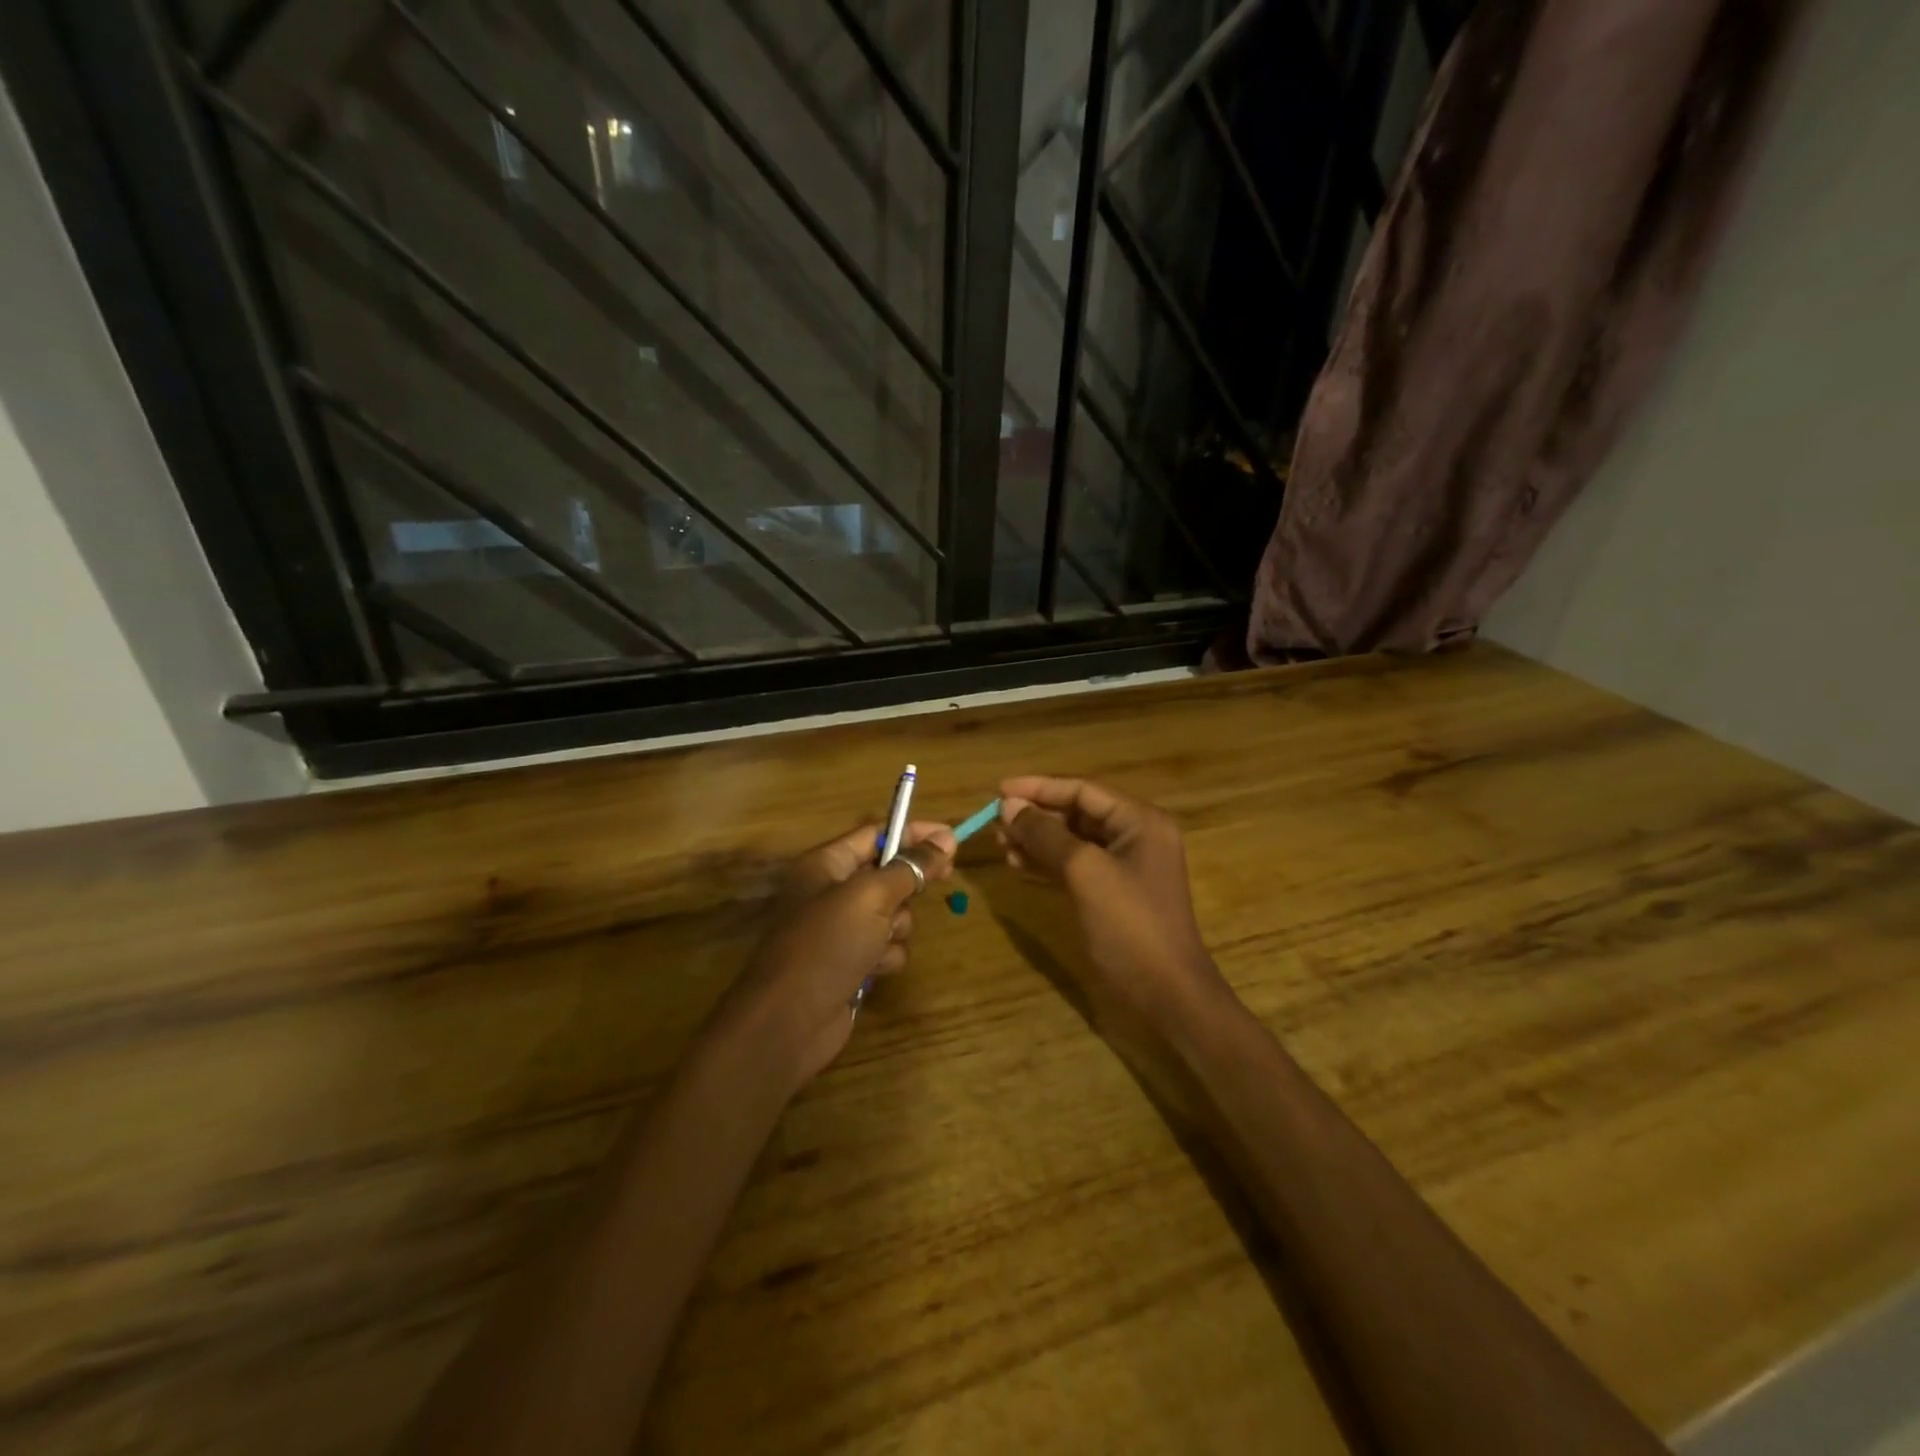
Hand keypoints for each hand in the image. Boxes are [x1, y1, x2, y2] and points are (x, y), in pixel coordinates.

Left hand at [720, 820, 955, 1088]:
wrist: (790, 1021)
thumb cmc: (826, 945)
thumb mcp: (870, 897)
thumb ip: (910, 867)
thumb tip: (944, 841)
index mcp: (825, 864)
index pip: (877, 834)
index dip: (914, 833)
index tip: (952, 839)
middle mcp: (832, 892)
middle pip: (889, 874)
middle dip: (908, 885)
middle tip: (940, 881)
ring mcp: (841, 930)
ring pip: (894, 914)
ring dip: (897, 926)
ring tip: (880, 941)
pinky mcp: (851, 962)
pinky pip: (887, 947)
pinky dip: (886, 956)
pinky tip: (872, 970)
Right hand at [997, 777, 1227, 1028]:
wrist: (1165, 996)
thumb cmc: (1129, 925)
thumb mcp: (1085, 872)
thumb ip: (1046, 834)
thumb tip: (1009, 805)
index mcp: (1140, 821)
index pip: (1083, 790)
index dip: (1039, 788)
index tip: (998, 790)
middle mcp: (1134, 837)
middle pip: (1077, 813)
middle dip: (1036, 815)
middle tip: (995, 822)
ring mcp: (1124, 868)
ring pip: (1072, 841)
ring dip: (1037, 840)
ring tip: (1000, 844)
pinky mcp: (1111, 895)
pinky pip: (1074, 867)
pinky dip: (1046, 863)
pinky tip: (1017, 864)